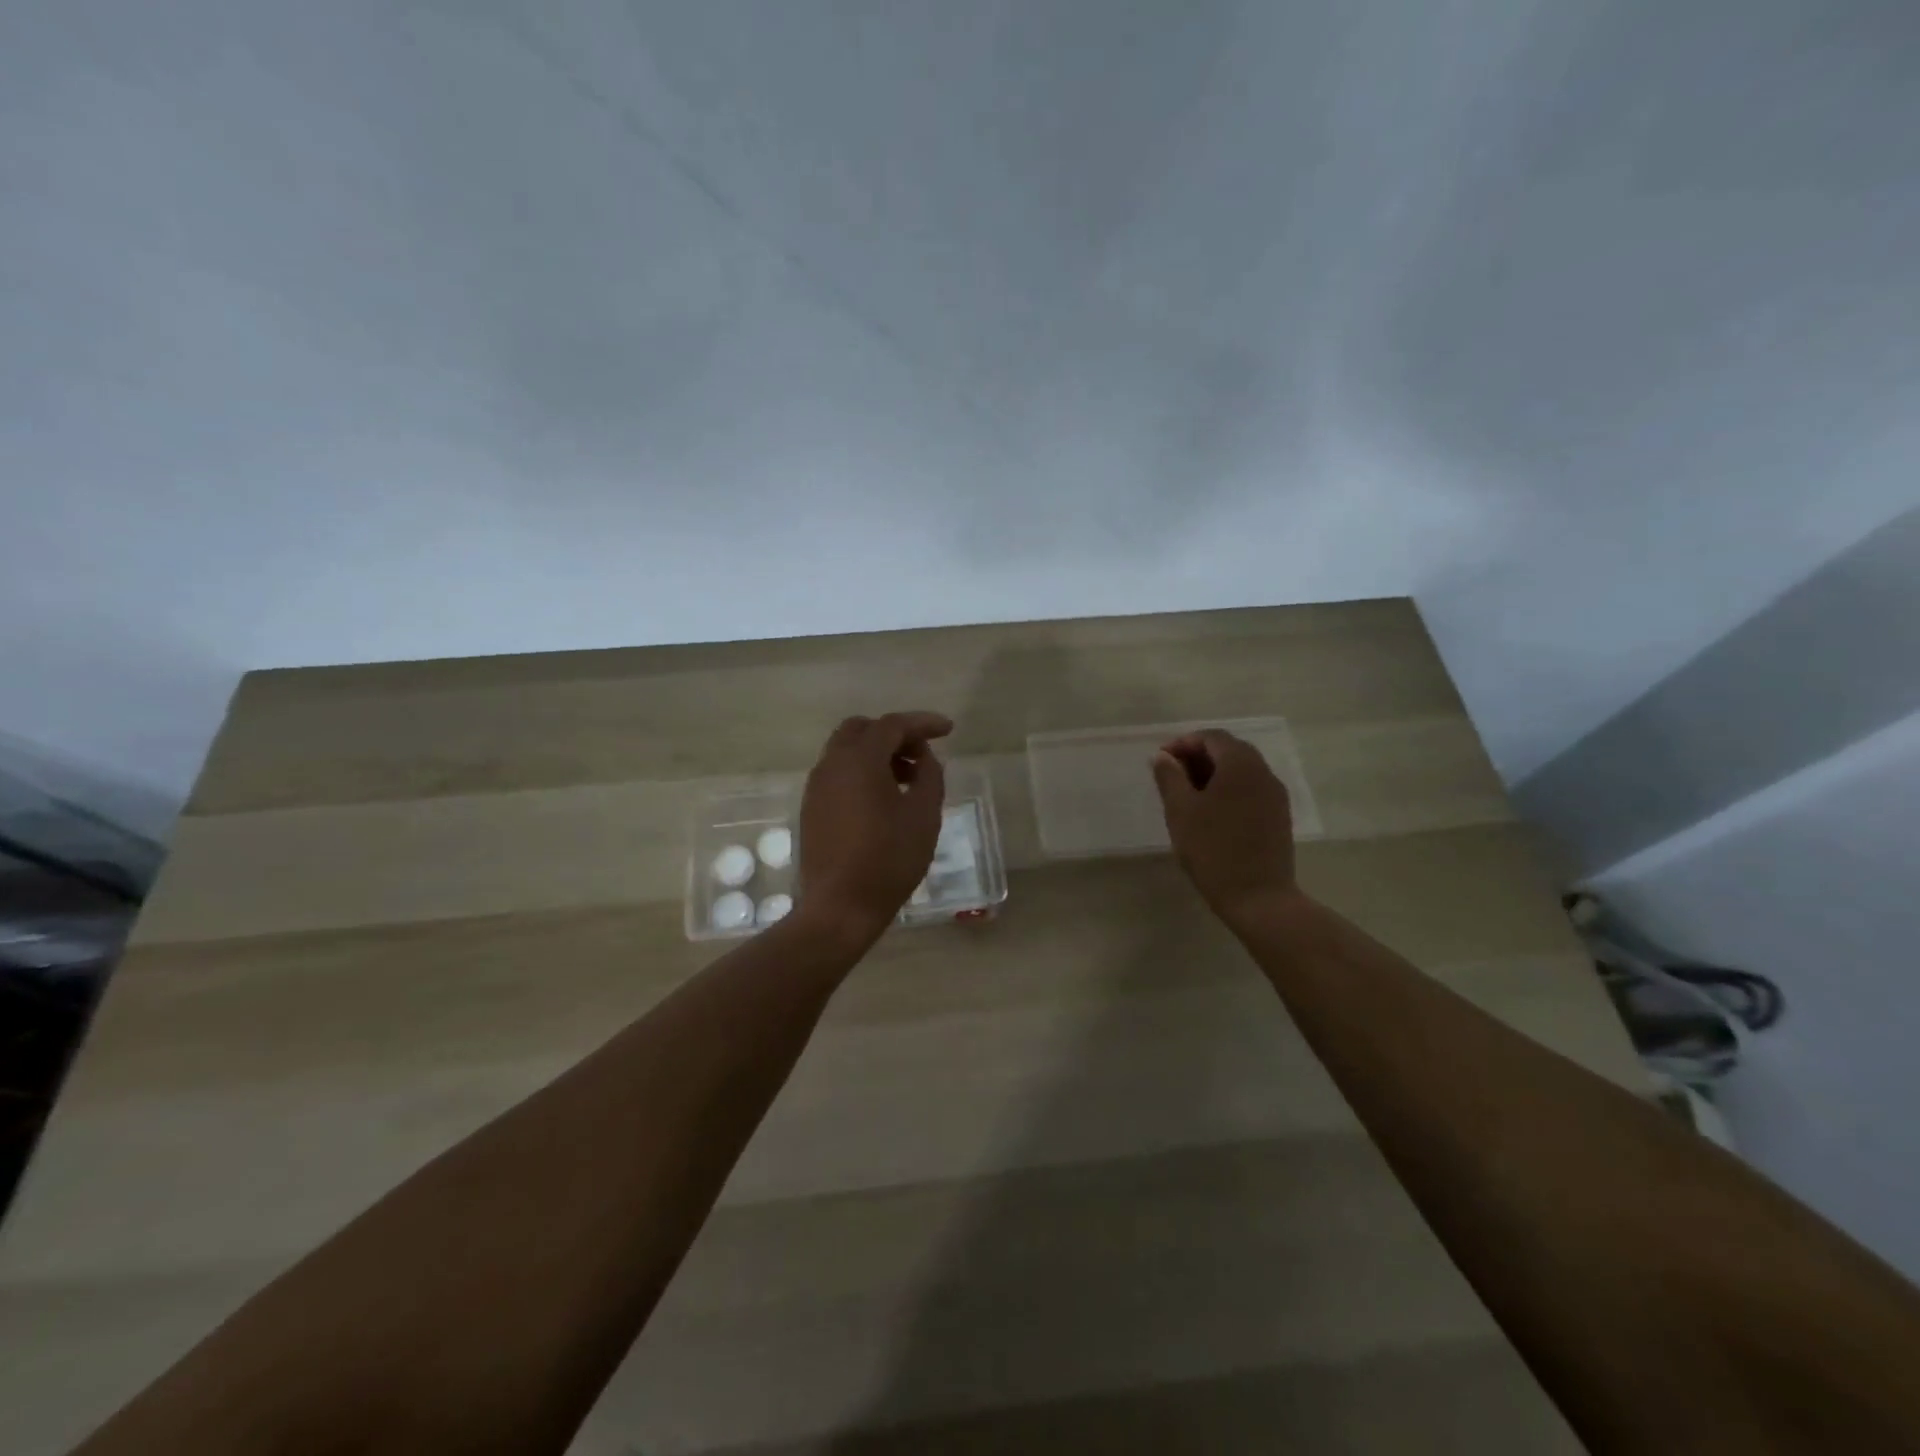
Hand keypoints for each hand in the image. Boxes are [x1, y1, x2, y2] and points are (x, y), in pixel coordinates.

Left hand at [795, 711, 951, 944]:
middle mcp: (832, 764)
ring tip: (907, 779)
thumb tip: (925, 759)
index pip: (893, 725)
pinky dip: (861, 772)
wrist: (840, 907)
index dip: (923, 723)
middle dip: (894, 734)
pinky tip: (883, 799)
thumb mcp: (924, 816)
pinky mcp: (811, 808)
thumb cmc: (889, 859)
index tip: (948, 729)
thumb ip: (929, 776)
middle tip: (921, 754)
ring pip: (846, 751)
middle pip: (862, 730)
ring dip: (877, 754)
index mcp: (859, 760)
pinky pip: (838, 774)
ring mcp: (816, 787)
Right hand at [1151, 729, 1301, 927]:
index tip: (1161, 761)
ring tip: (1187, 795)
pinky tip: (1210, 813)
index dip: (1183, 743)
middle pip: (1229, 750)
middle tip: (1171, 776)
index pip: (1212, 737)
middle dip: (1198, 756)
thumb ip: (1169, 777)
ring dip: (1213, 774)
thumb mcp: (1181, 812)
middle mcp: (1263, 773)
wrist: (1259, 898)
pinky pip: (1250, 789)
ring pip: (1241, 771)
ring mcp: (1275, 795)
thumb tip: (1162, 757)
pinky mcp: (1278, 816)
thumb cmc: (1213, 850)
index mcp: (1241, 765)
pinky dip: (1228, 789)